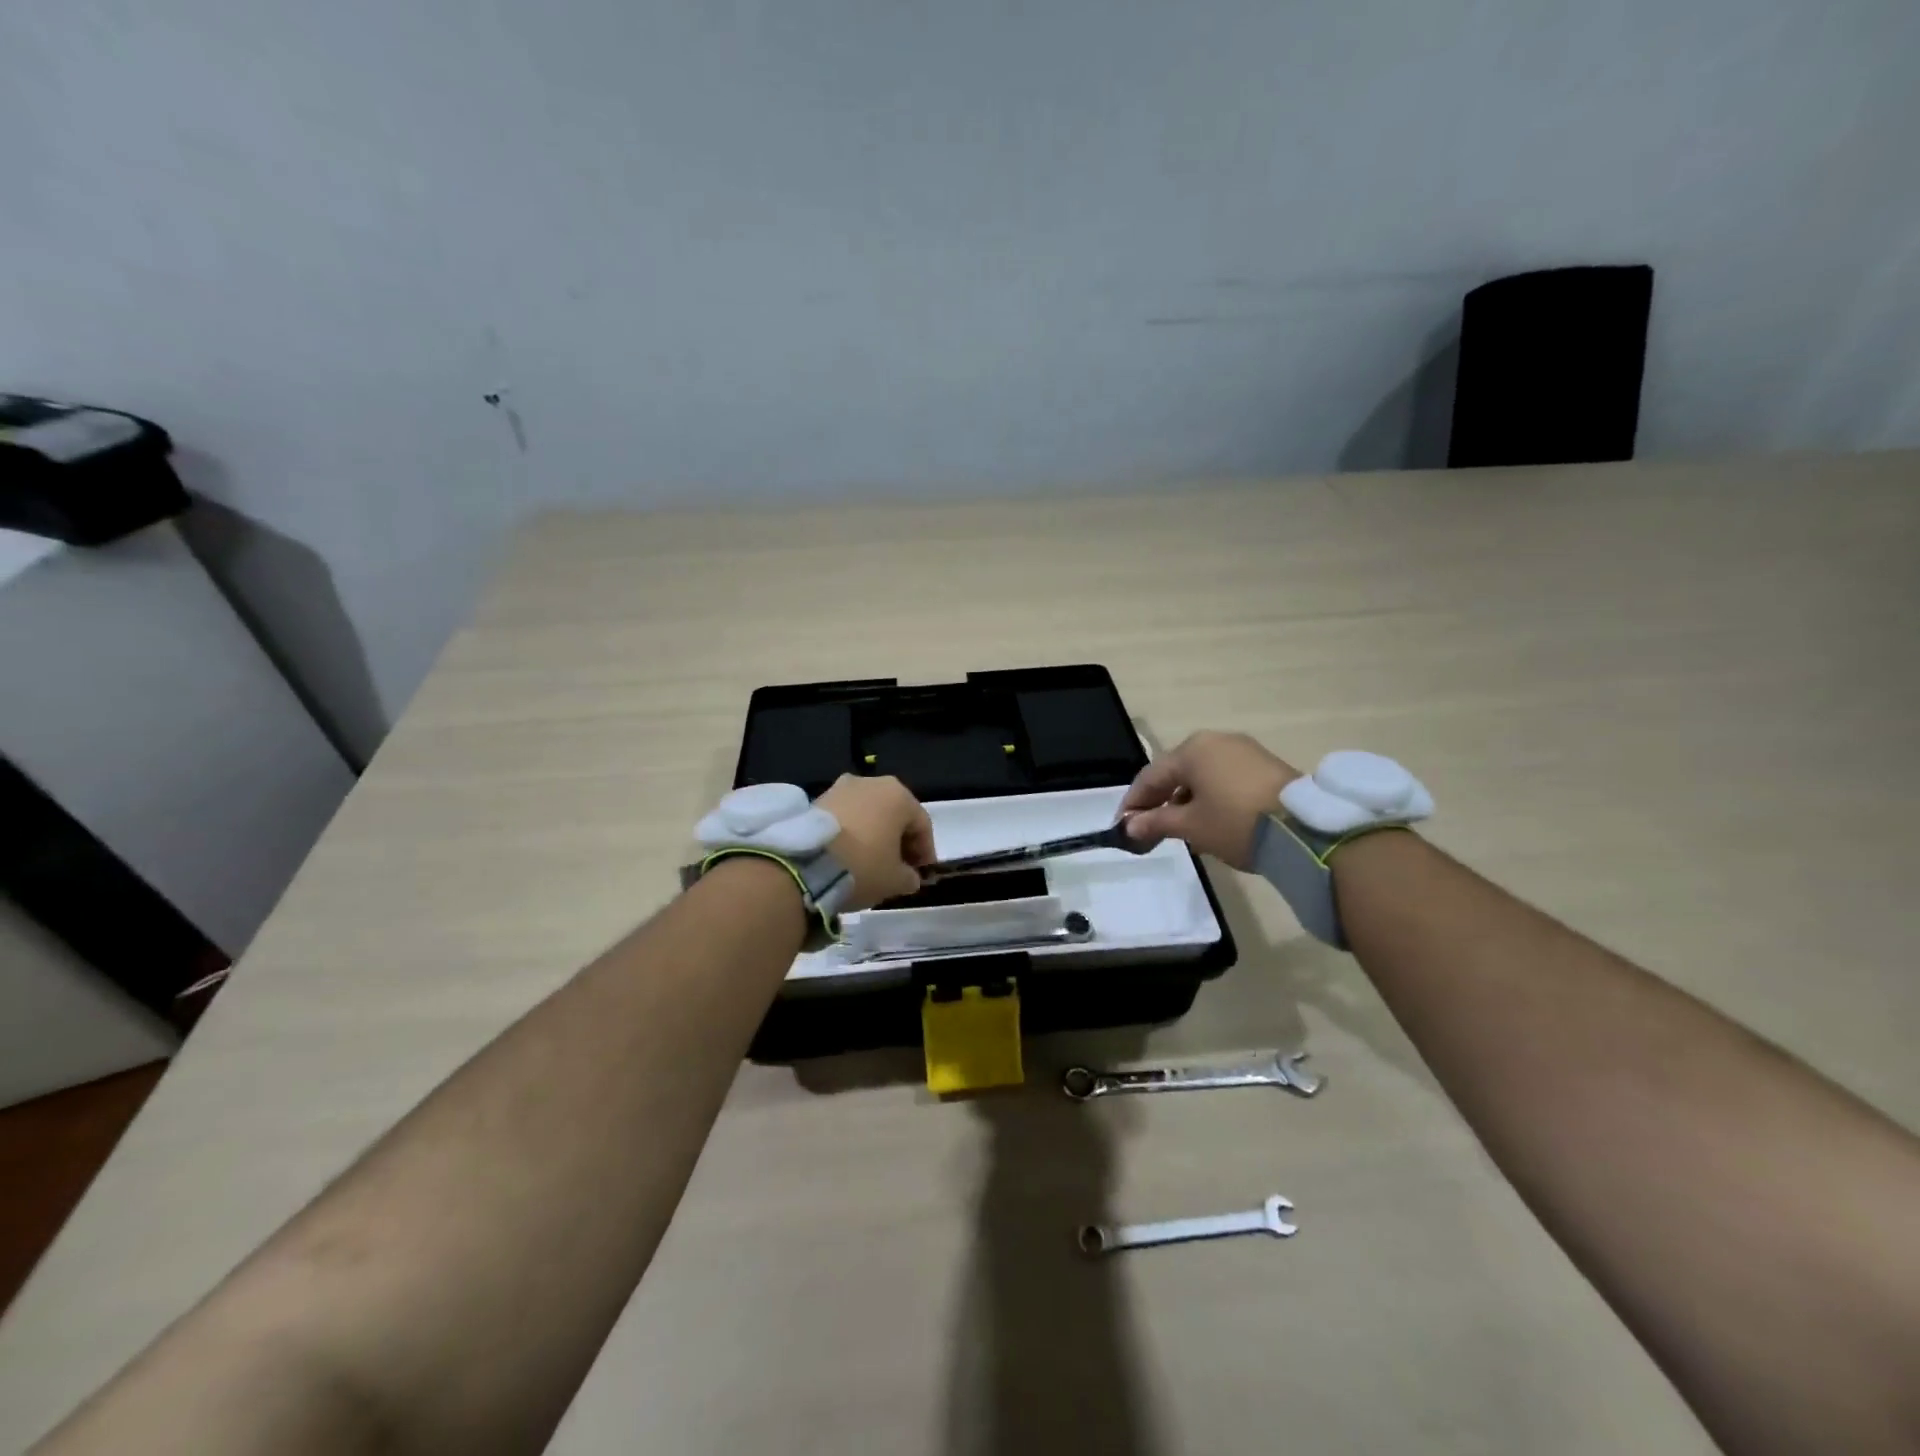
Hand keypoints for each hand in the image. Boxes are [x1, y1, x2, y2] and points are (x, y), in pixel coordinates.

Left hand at [816, 774, 935, 908]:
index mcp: (898, 795)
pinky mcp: (816, 799)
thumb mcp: (895, 880)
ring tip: (870, 861)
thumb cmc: (863, 866)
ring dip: (873, 834)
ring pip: (868, 813)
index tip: (921, 873)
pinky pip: (844, 816)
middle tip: (898, 867)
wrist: (805, 864)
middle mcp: (871, 783)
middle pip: (894, 814)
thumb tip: (909, 877)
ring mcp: (841, 788)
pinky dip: (851, 832)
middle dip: (899, 840)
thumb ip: (909, 877)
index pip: (922, 824)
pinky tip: (847, 855)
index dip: (925, 850)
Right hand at [1121, 731, 1298, 868]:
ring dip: (1187, 800)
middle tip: (1150, 829)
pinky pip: (1225, 778)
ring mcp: (1244, 750)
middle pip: (1177, 772)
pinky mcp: (1266, 765)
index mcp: (1192, 749)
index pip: (1151, 776)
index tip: (1123, 827)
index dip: (1134, 803)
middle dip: (1161, 801)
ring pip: (1202, 775)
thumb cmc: (1235, 822)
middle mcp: (1216, 741)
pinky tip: (1212, 821)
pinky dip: (1212, 797)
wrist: (1304, 828)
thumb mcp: (1191, 826)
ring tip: (1182, 830)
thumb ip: (1156, 822)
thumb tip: (1129, 826)